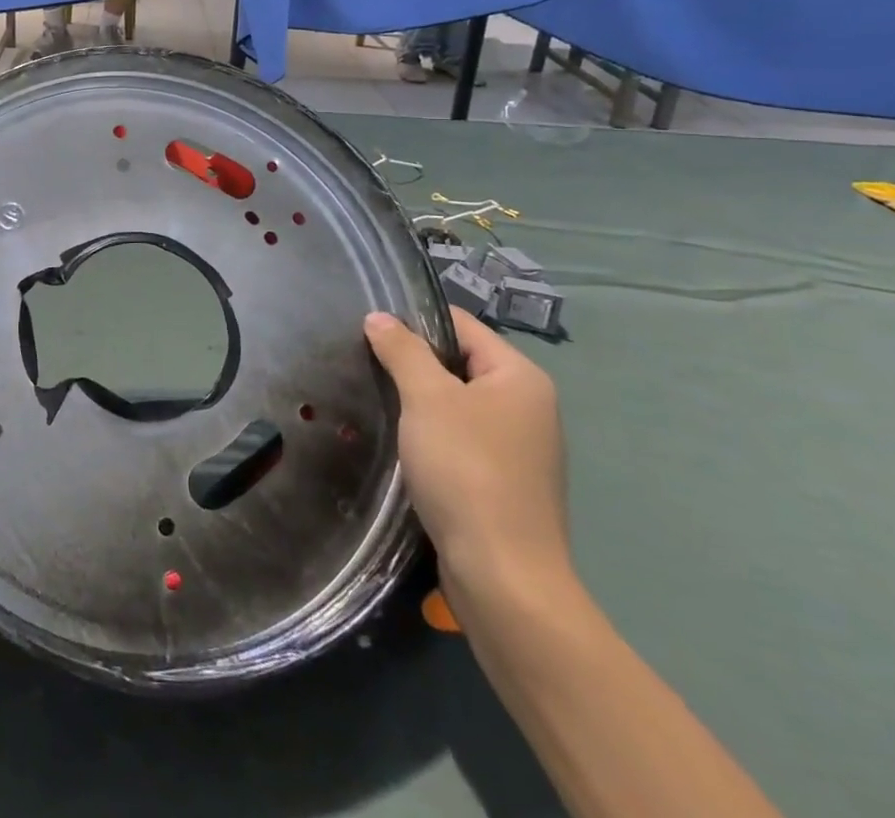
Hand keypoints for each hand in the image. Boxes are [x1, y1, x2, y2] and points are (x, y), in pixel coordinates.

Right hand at [365, 307, 569, 604]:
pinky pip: (460, 438)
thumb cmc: (466, 470)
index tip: (369, 330)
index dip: (415, 321)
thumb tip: (379, 318)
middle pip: (459, 362)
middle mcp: (528, 406)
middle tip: (367, 366)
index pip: (461, 325)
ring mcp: (519, 448)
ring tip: (377, 401)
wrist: (502, 576)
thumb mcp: (427, 398)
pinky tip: (402, 445)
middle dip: (413, 363)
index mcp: (521, 377)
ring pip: (457, 403)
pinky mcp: (504, 483)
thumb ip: (402, 351)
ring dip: (419, 401)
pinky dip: (431, 435)